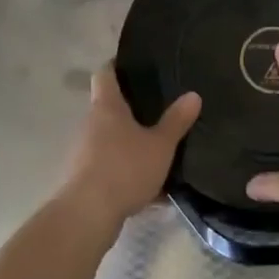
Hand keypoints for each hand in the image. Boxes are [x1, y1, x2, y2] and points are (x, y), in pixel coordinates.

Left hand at [58, 66, 200, 237]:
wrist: (87, 215)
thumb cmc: (124, 168)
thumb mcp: (160, 145)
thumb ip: (176, 121)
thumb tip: (193, 94)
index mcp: (106, 107)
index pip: (105, 74)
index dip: (117, 65)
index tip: (134, 64)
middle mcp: (91, 124)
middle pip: (109, 108)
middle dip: (131, 109)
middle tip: (159, 108)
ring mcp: (84, 152)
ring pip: (111, 140)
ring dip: (130, 143)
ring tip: (159, 148)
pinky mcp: (85, 178)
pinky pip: (111, 167)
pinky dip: (129, 172)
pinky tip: (153, 189)